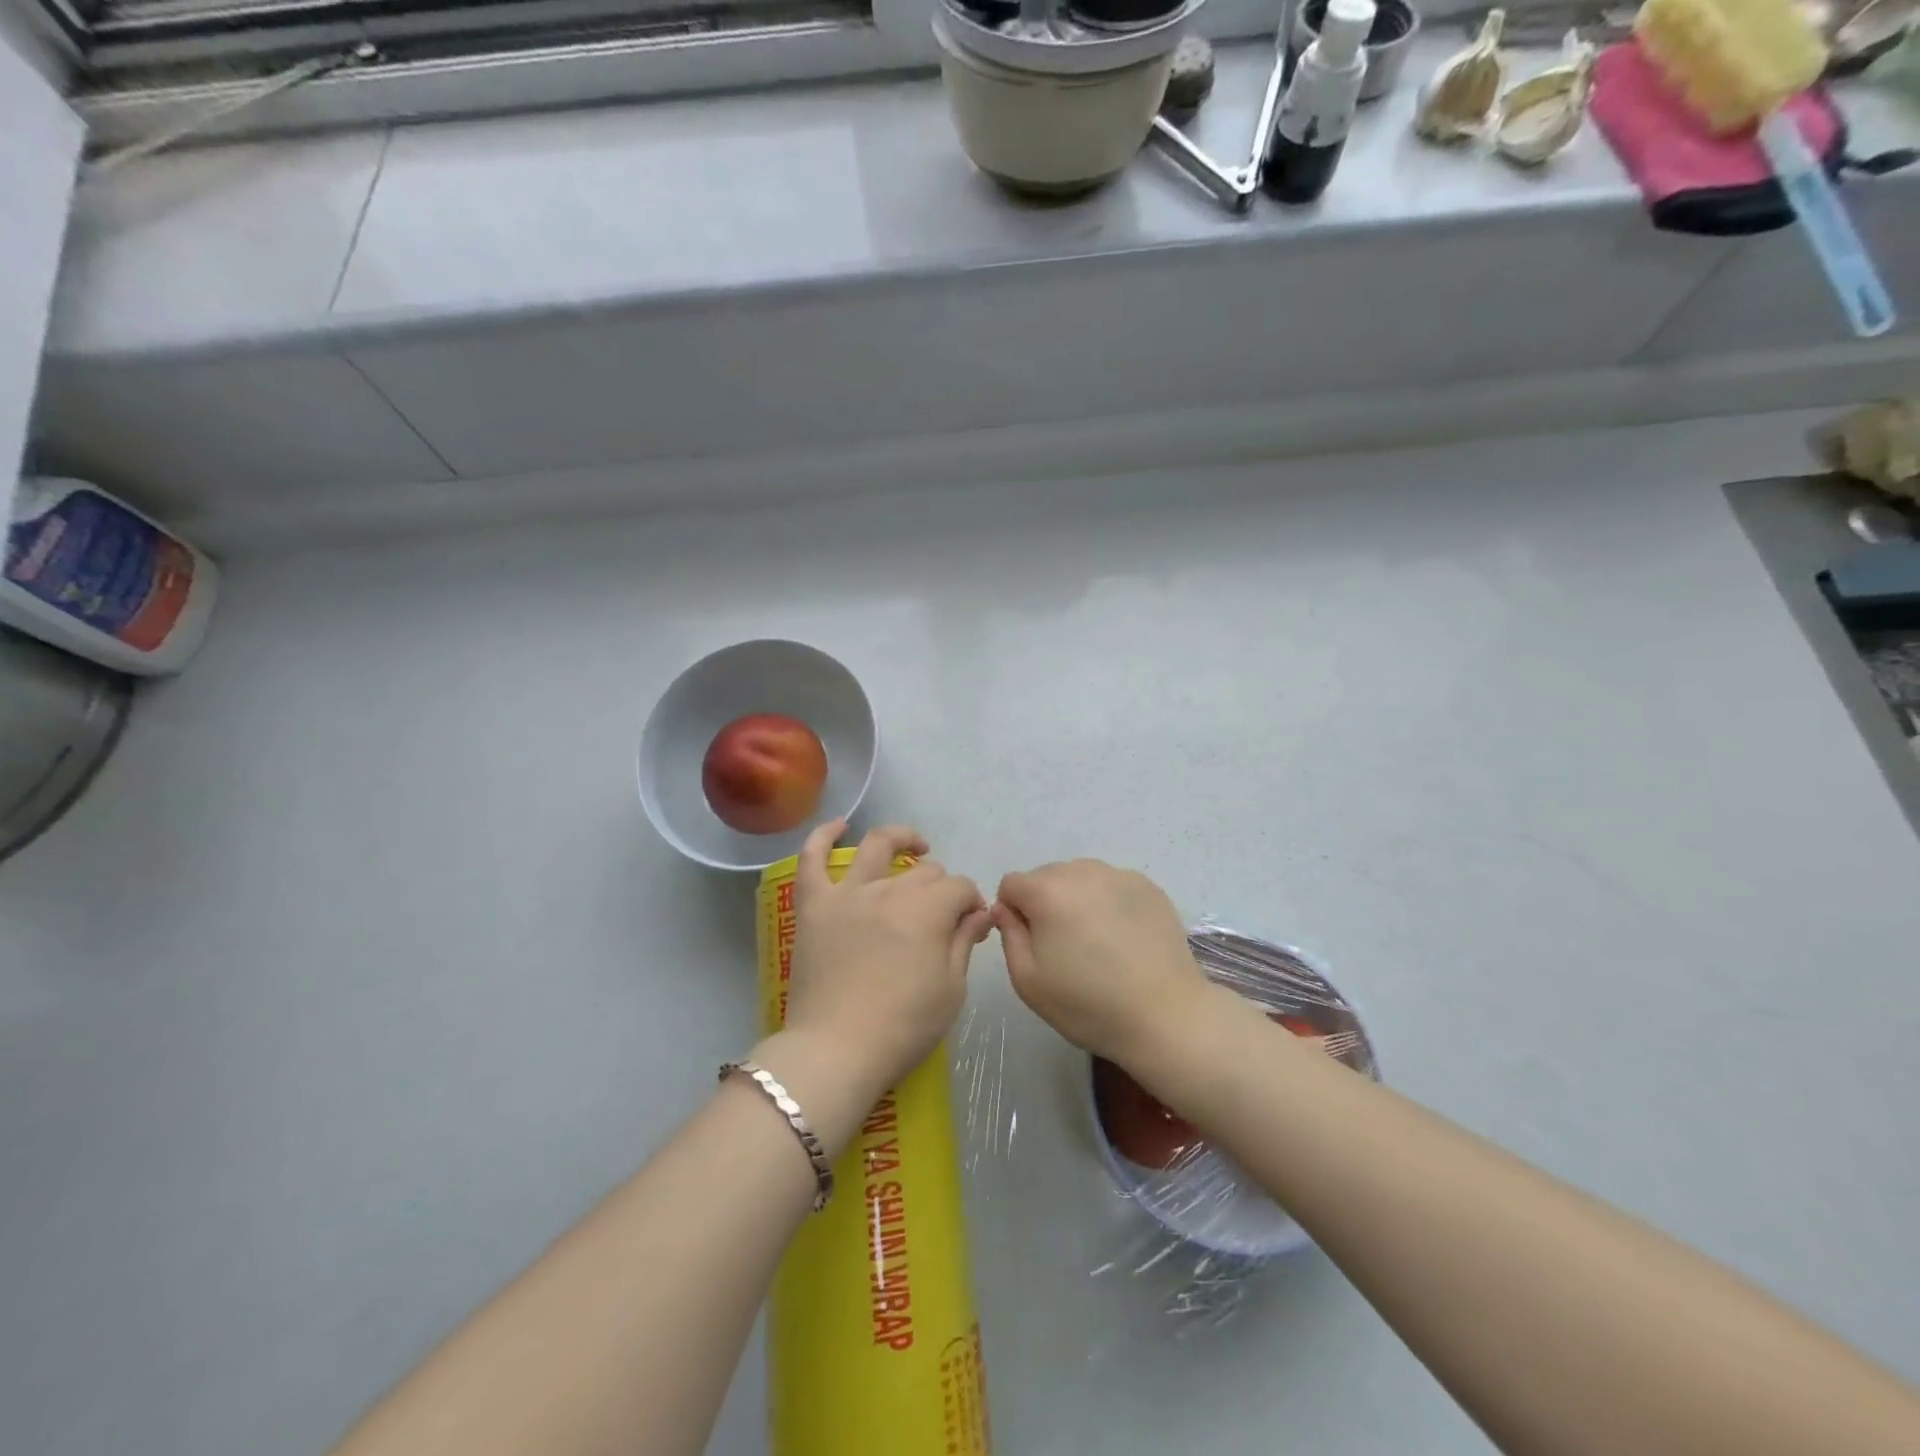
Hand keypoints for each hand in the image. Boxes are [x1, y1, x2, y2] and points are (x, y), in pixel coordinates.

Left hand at [781, 820, 989, 1097]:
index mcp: (928, 910)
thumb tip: (980, 912)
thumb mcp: (951, 989)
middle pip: (924, 871)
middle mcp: (890, 889)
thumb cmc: (903, 1026)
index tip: (973, 924)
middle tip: (943, 913)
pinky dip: (824, 835)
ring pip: (878, 846)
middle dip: (942, 886)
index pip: (960, 888)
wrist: (836, 1051)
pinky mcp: (814, 905)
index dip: (971, 903)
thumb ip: (965, 942)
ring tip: (915, 845)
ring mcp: (848, 893)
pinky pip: (812, 859)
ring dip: (901, 838)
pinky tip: (839, 825)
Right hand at [993, 860, 1208, 1066]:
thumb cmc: (1089, 1004)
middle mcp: (1082, 872)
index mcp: (1048, 891)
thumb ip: (1009, 935)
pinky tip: (1123, 938)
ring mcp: (1119, 875)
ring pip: (1080, 877)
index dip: (1013, 913)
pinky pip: (1112, 885)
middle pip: (1046, 877)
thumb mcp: (1028, 981)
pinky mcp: (1148, 886)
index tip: (1032, 944)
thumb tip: (1006, 909)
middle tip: (1064, 947)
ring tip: (1096, 942)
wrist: (1166, 1016)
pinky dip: (1108, 902)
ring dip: (1077, 900)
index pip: (1012, 884)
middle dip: (1046, 903)